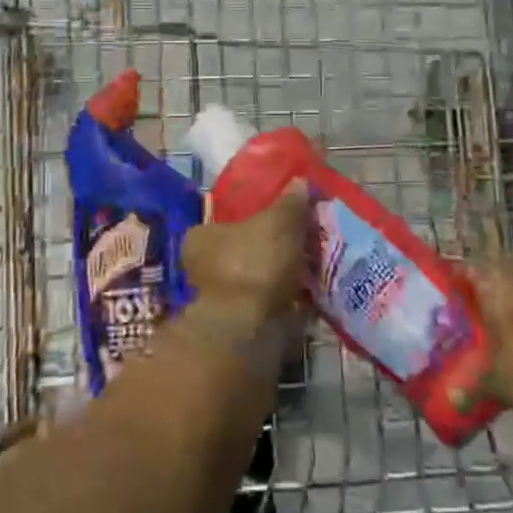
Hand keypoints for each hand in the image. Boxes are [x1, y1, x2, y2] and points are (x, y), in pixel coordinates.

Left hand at [181, 185, 311, 326]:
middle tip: (302, 240)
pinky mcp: (241, 324)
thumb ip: (290, 202)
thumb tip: (300, 182)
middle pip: (243, 249)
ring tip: (312, 264)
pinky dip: (286, 297)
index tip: (281, 216)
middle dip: (270, 247)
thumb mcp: (278, 221)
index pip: (225, 219)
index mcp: (200, 237)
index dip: (254, 216)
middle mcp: (202, 267)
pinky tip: (309, 291)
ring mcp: (220, 299)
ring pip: (256, 278)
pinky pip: (268, 302)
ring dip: (280, 274)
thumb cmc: (254, 263)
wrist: (251, 329)